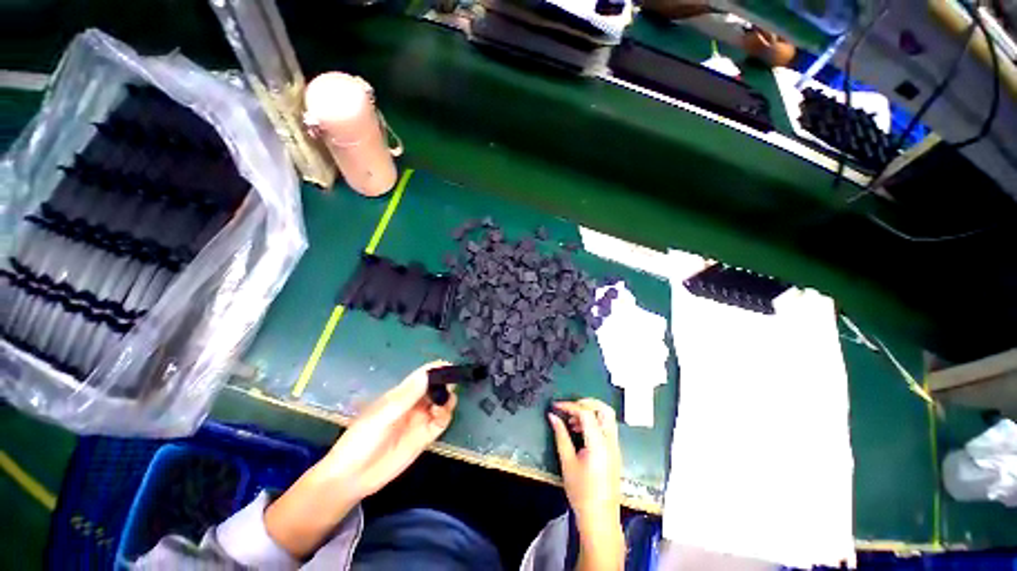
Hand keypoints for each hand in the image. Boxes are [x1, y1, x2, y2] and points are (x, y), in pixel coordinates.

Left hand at [266, 361, 455, 557]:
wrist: (353, 477)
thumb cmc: (362, 440)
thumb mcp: (383, 415)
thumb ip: (407, 396)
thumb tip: (428, 373)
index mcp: (402, 394)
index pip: (422, 375)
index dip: (436, 369)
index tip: (450, 365)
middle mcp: (414, 404)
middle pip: (436, 387)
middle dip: (446, 382)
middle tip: (453, 384)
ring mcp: (420, 419)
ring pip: (442, 402)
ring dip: (448, 398)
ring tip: (446, 401)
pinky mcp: (425, 437)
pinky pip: (441, 421)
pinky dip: (446, 415)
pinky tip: (440, 415)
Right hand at [548, 399, 624, 569]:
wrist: (600, 519)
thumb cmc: (581, 493)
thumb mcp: (567, 462)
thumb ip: (560, 435)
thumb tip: (552, 416)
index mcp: (598, 444)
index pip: (586, 413)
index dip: (569, 405)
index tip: (556, 406)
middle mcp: (611, 441)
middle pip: (604, 409)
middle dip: (586, 403)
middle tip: (569, 408)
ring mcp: (615, 447)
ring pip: (607, 417)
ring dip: (590, 413)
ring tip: (571, 422)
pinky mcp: (614, 452)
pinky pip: (607, 428)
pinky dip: (594, 423)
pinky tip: (580, 432)